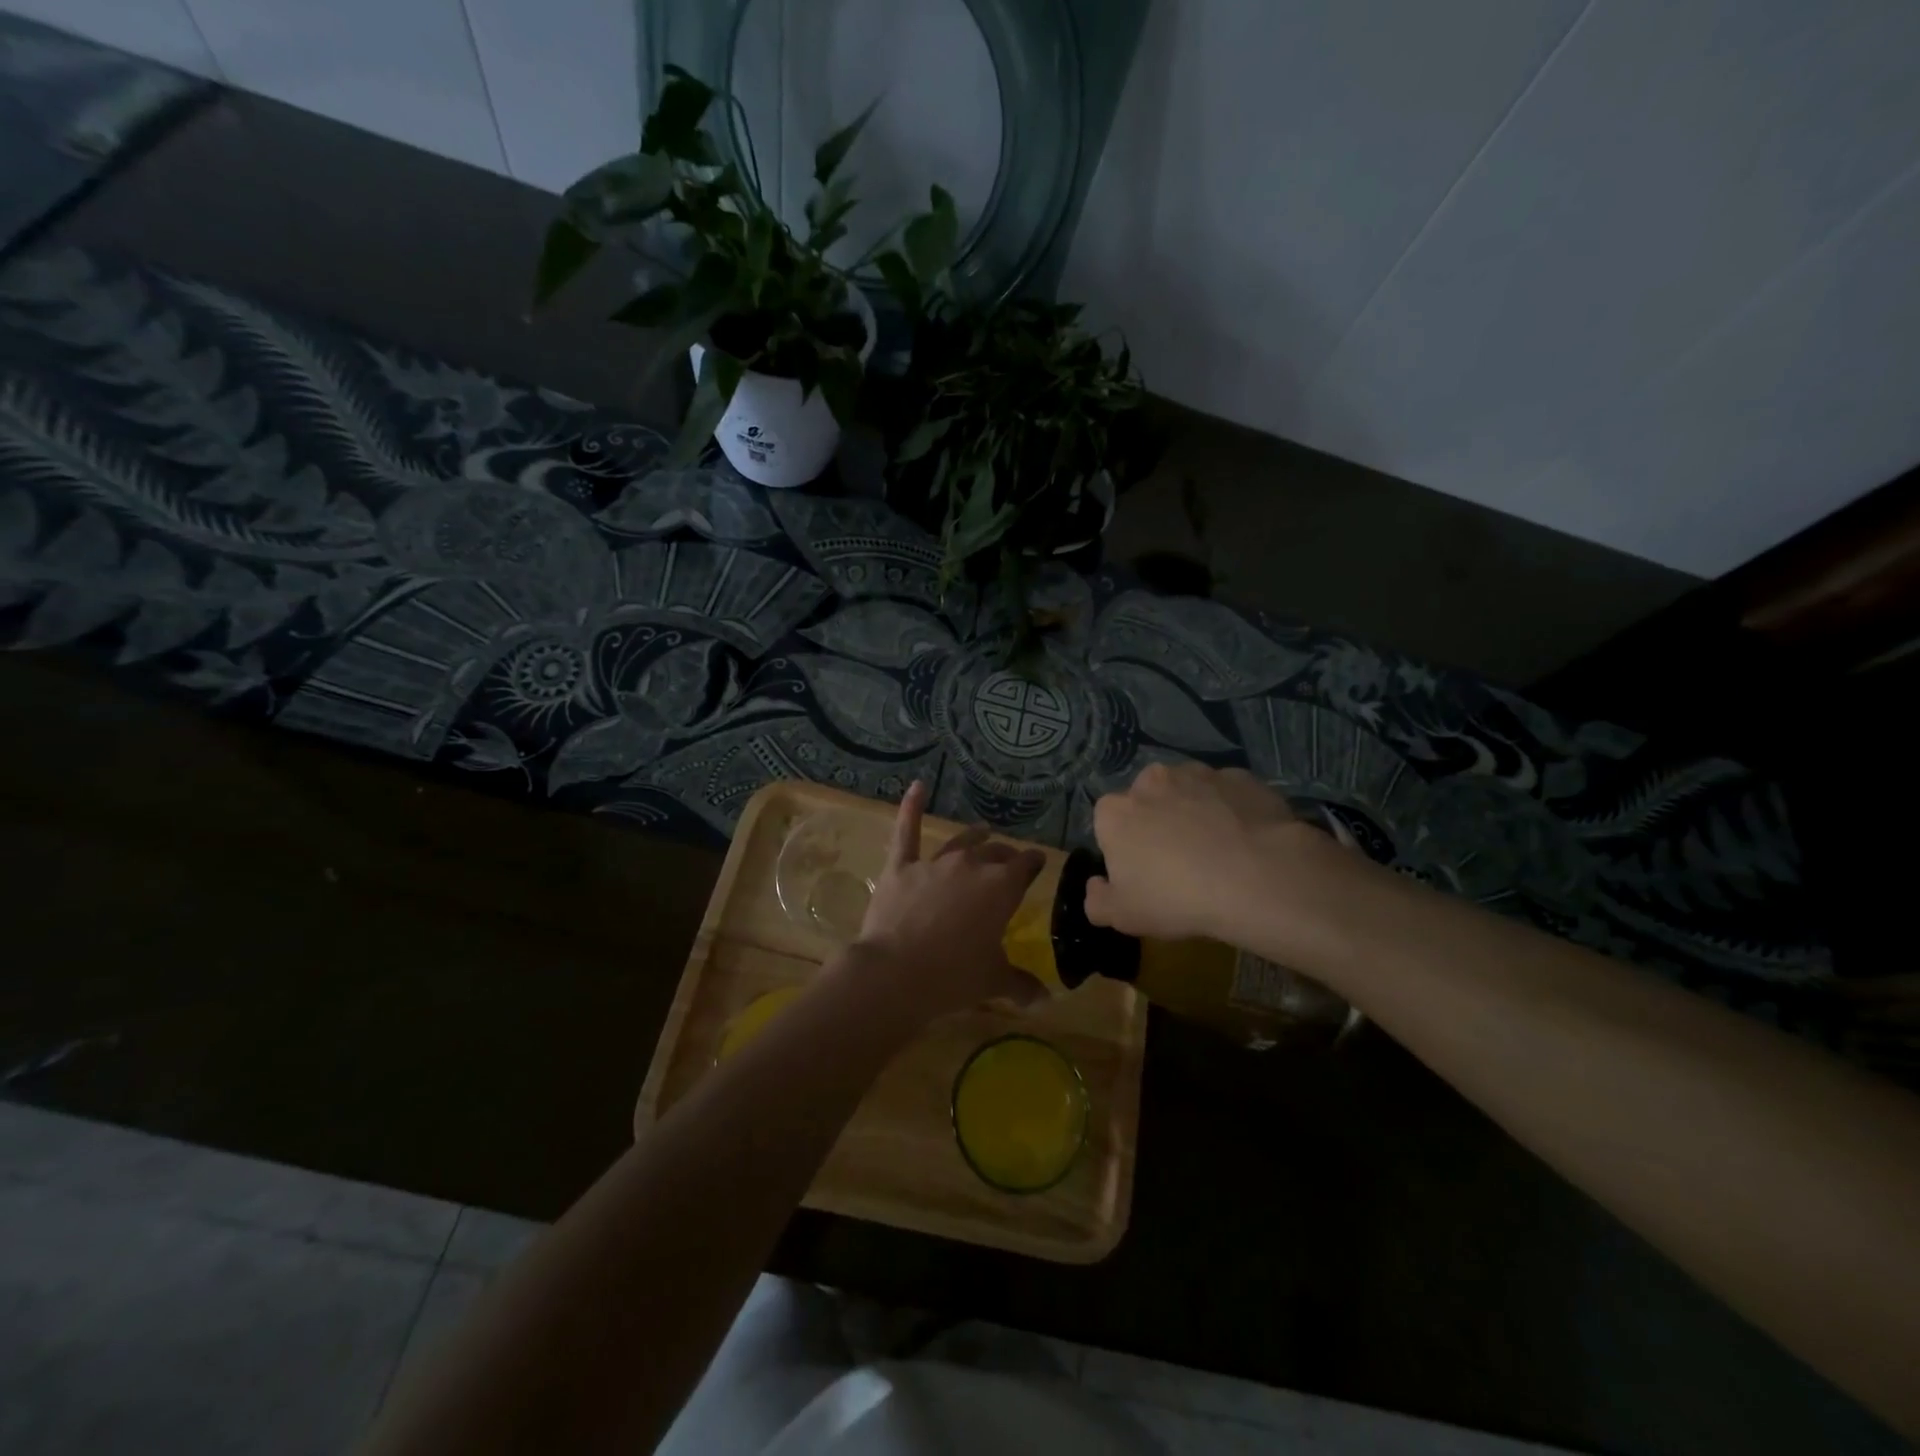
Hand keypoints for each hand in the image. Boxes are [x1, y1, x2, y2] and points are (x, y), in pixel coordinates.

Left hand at [851, 781, 1046, 1022]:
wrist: (896, 974)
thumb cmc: (953, 978)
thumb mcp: (994, 982)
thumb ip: (1022, 985)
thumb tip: (1046, 1000)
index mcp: (1002, 888)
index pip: (1026, 865)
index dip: (1033, 863)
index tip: (1038, 863)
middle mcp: (972, 866)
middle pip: (995, 853)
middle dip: (1005, 856)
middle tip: (1009, 862)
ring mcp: (935, 863)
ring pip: (961, 842)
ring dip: (974, 836)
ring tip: (982, 830)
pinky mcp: (901, 866)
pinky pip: (907, 830)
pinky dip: (911, 807)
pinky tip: (917, 786)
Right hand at [1086, 762, 1334, 945]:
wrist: (1256, 878)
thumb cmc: (1177, 898)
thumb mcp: (1123, 916)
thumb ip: (1097, 901)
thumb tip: (1096, 886)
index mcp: (1115, 811)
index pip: (1108, 823)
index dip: (1124, 848)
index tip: (1143, 873)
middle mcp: (1151, 780)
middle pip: (1147, 801)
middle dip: (1158, 822)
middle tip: (1179, 862)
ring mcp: (1198, 773)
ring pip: (1189, 792)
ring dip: (1195, 812)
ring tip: (1218, 851)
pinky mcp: (1240, 777)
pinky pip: (1228, 794)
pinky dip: (1232, 810)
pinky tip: (1246, 841)